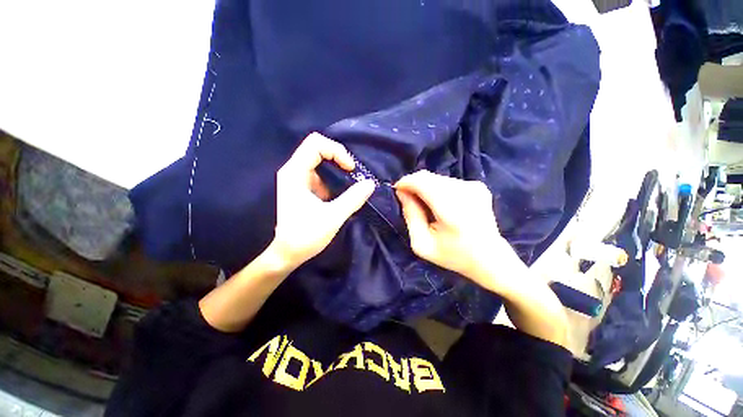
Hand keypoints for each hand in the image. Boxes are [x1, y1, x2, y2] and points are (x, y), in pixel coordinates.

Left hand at [271, 133, 374, 270]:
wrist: (286, 254)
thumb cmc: (305, 236)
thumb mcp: (333, 217)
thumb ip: (353, 198)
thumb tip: (371, 183)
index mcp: (295, 173)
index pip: (316, 144)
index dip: (337, 151)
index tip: (351, 169)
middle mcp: (293, 171)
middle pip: (317, 148)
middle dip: (339, 157)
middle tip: (353, 173)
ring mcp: (297, 179)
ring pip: (319, 161)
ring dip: (337, 168)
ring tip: (351, 182)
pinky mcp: (302, 188)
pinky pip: (320, 174)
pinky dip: (334, 178)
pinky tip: (342, 191)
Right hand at [394, 170, 507, 289]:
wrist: (490, 258)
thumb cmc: (453, 255)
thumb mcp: (422, 243)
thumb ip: (410, 216)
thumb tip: (402, 193)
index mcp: (452, 209)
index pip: (422, 181)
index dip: (406, 182)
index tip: (397, 191)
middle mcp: (465, 192)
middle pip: (428, 177)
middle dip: (414, 185)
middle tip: (409, 201)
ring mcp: (474, 186)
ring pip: (437, 178)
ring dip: (426, 187)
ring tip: (426, 206)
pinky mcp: (478, 186)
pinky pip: (448, 182)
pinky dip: (438, 189)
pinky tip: (441, 205)